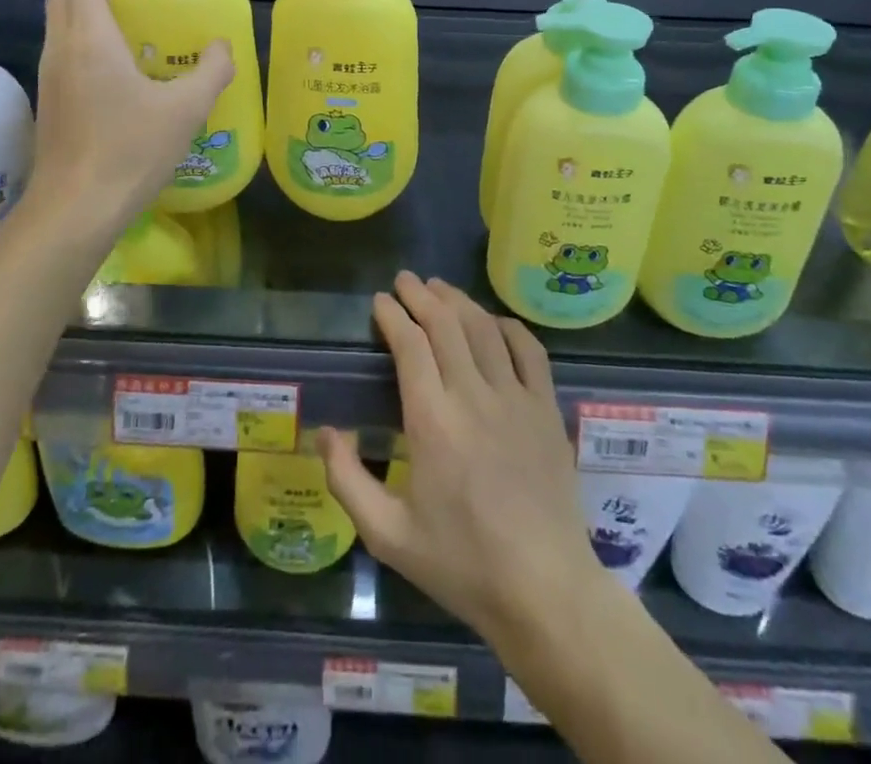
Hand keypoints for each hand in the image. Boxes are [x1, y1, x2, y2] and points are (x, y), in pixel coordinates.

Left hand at [18, 0, 233, 235]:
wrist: (76, 208)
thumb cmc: (131, 150)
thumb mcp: (186, 109)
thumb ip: (211, 72)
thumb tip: (222, 46)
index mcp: (92, 42)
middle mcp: (63, 53)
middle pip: (58, 1)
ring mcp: (50, 81)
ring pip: (54, 28)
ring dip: (67, 8)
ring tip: (89, 3)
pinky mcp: (50, 107)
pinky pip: (58, 54)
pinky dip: (70, 37)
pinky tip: (93, 58)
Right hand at [319, 273, 604, 650]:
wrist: (544, 590)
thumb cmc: (461, 564)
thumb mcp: (388, 536)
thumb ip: (347, 481)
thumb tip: (324, 432)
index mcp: (432, 422)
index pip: (410, 346)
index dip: (393, 315)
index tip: (380, 301)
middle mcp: (474, 397)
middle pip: (446, 325)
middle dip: (421, 295)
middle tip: (404, 280)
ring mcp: (516, 399)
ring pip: (484, 329)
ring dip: (458, 301)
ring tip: (439, 287)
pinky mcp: (546, 409)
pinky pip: (529, 350)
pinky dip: (507, 326)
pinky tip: (493, 320)